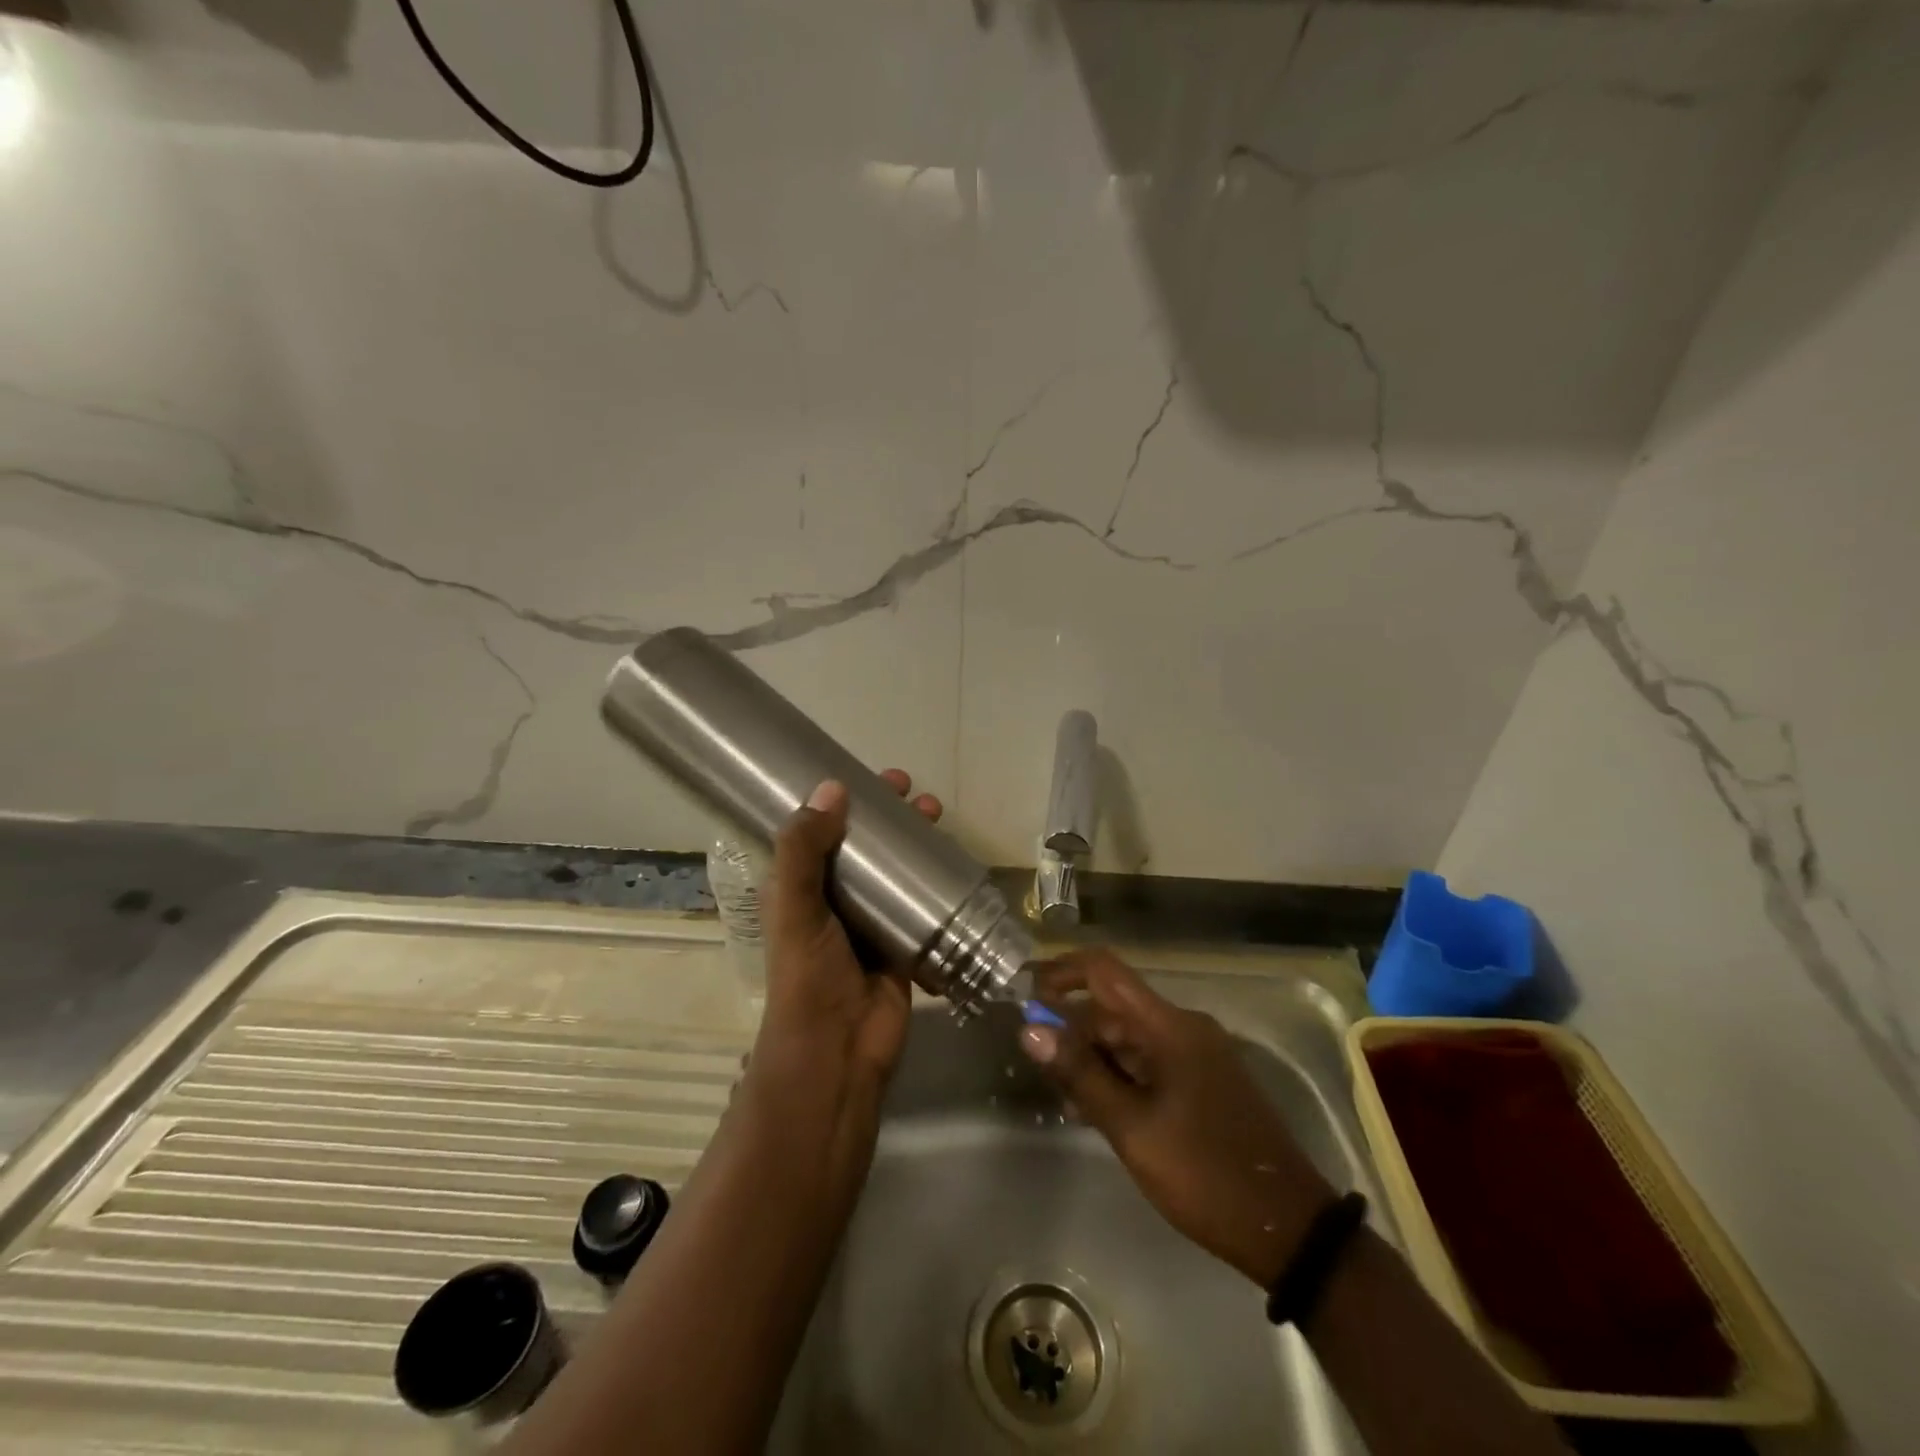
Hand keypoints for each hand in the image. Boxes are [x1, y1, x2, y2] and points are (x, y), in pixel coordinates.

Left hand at [752, 772, 942, 1087]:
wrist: (839, 1051)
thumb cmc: (809, 975)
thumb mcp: (796, 908)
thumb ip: (803, 850)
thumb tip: (832, 787)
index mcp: (801, 888)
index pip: (821, 831)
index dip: (844, 801)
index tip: (873, 779)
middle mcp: (835, 899)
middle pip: (866, 846)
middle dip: (890, 818)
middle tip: (916, 797)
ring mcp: (872, 922)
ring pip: (897, 870)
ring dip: (916, 842)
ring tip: (938, 817)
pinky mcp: (904, 942)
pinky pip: (922, 903)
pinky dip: (937, 882)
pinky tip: (957, 862)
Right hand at [1019, 948, 1336, 1288]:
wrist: (1289, 1229)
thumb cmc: (1206, 1173)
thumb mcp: (1133, 1128)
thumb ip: (1081, 1075)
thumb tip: (1030, 1029)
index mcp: (1170, 1026)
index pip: (1104, 971)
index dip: (1060, 971)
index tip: (1023, 989)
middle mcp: (1183, 1028)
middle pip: (1114, 1007)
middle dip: (1071, 1025)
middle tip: (1034, 1059)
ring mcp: (1196, 1055)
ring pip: (1129, 1038)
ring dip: (1092, 1055)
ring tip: (1058, 1089)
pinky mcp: (1202, 1082)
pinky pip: (1148, 1062)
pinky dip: (1118, 1075)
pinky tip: (1093, 1106)